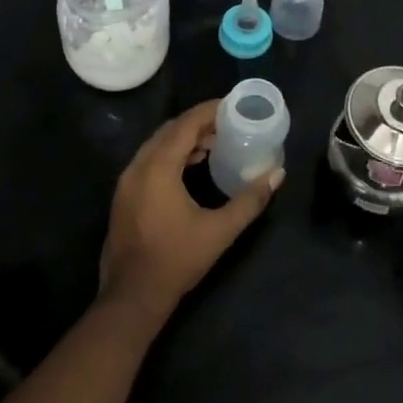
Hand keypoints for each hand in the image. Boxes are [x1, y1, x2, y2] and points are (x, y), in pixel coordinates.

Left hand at [98, 99, 282, 325]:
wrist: (132, 296)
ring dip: (184, 138)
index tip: (232, 105)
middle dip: (198, 122)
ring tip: (215, 143)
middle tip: (228, 123)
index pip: (185, 125)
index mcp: (158, 168)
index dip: (209, 111)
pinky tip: (192, 166)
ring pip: (157, 144)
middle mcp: (138, 166)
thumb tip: (278, 174)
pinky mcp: (124, 195)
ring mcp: (127, 181)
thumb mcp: (220, 231)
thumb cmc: (177, 260)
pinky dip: (171, 154)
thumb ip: (250, 200)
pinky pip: (149, 159)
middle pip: (170, 130)